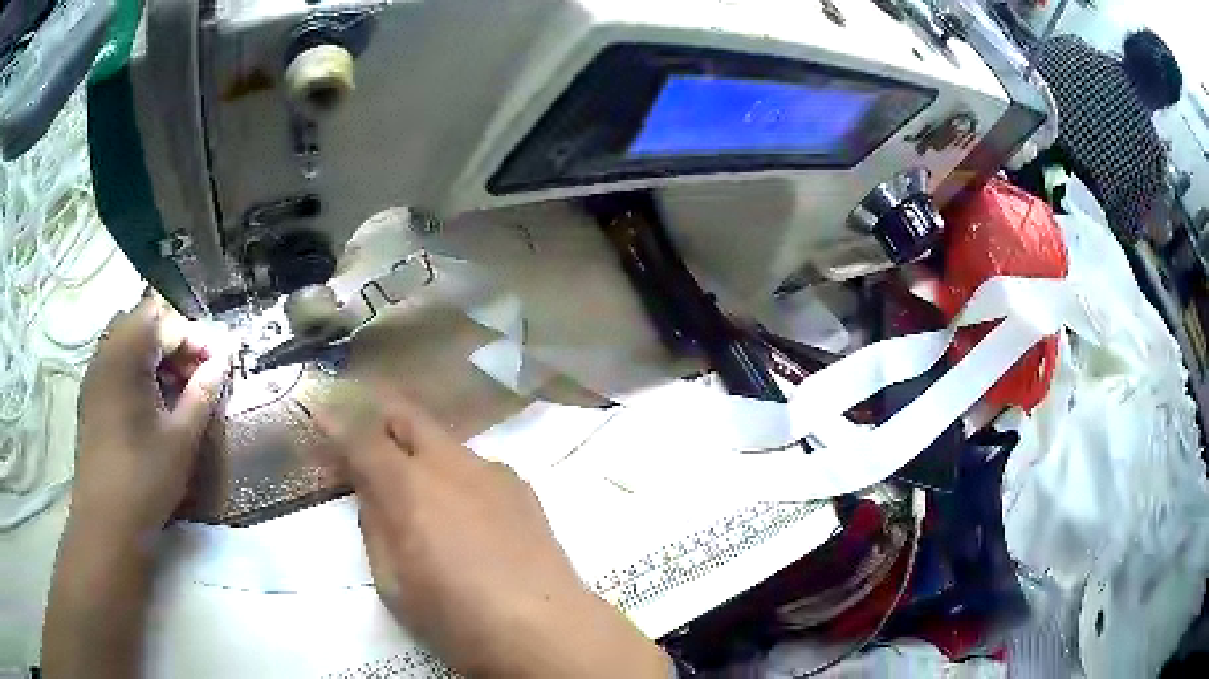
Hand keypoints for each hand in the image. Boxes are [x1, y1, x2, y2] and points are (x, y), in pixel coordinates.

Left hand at [74, 294, 231, 536]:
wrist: (105, 523)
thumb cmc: (144, 479)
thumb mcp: (181, 440)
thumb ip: (202, 395)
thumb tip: (222, 362)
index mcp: (127, 355)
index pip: (166, 321)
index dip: (195, 337)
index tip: (217, 364)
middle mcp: (106, 352)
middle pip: (144, 322)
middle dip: (173, 341)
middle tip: (195, 375)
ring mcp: (94, 373)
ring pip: (127, 339)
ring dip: (154, 354)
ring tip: (173, 389)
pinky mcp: (90, 396)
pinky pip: (115, 362)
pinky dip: (136, 369)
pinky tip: (149, 403)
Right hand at [315, 384, 668, 677]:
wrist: (545, 630)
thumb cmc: (456, 617)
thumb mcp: (393, 583)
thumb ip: (376, 527)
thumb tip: (372, 494)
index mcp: (408, 486)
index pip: (362, 437)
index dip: (337, 422)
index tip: (321, 413)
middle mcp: (451, 464)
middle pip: (408, 416)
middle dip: (380, 415)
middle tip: (364, 431)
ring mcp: (493, 473)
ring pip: (446, 443)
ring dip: (422, 450)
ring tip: (417, 483)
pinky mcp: (523, 490)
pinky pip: (477, 469)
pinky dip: (457, 476)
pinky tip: (465, 510)